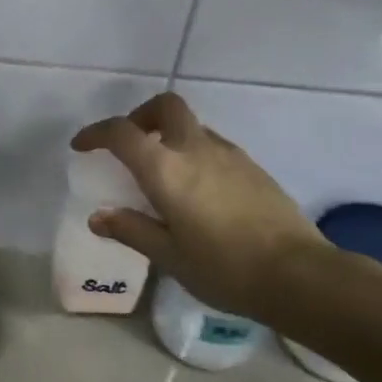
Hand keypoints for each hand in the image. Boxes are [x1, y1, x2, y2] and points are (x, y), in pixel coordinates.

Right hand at [71, 93, 323, 324]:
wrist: (298, 275)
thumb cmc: (224, 268)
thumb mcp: (169, 256)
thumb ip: (131, 230)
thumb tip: (98, 217)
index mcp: (166, 169)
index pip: (122, 133)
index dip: (96, 133)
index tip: (82, 146)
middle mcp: (196, 149)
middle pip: (166, 106)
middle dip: (142, 116)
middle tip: (132, 145)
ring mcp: (230, 154)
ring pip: (193, 125)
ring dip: (171, 136)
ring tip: (164, 175)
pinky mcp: (253, 167)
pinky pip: (214, 146)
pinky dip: (195, 153)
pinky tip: (198, 192)